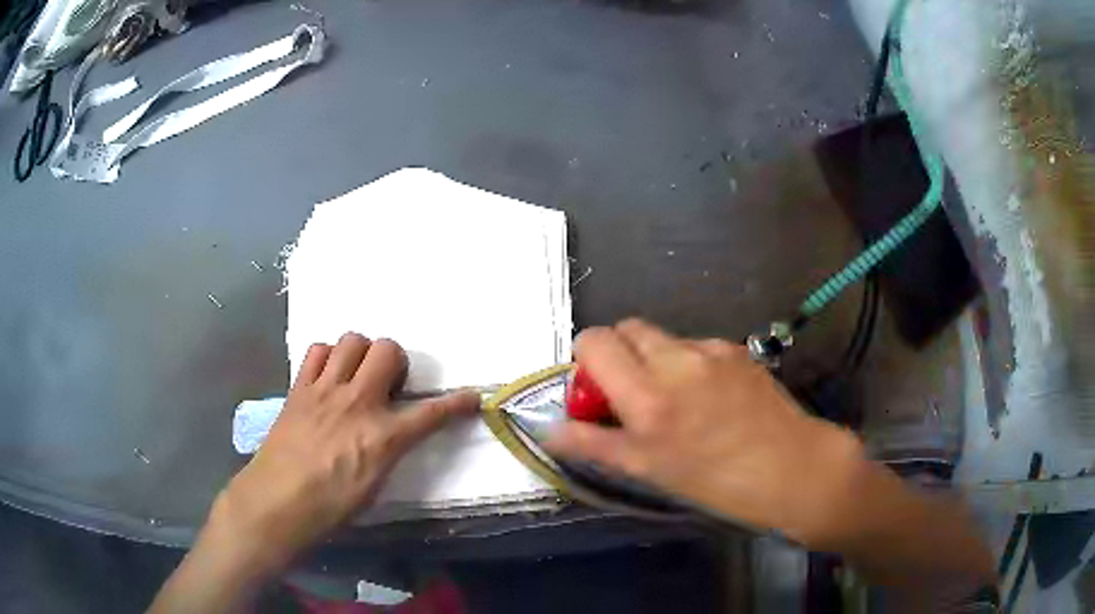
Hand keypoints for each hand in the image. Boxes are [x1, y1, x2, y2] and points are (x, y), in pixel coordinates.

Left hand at [210, 333, 479, 570]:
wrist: (278, 501)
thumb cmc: (331, 506)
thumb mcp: (374, 485)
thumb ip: (389, 451)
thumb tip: (393, 434)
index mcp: (383, 436)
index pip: (431, 413)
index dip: (457, 404)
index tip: (472, 396)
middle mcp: (357, 403)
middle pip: (387, 350)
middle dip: (395, 361)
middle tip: (387, 384)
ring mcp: (325, 390)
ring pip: (352, 340)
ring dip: (360, 354)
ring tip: (355, 375)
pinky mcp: (299, 388)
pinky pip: (317, 351)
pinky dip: (327, 357)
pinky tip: (327, 377)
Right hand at [544, 319, 865, 546]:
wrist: (793, 467)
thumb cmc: (717, 481)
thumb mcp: (649, 470)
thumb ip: (593, 443)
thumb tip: (548, 428)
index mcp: (648, 393)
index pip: (594, 341)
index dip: (586, 360)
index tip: (597, 393)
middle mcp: (677, 358)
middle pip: (627, 328)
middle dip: (619, 354)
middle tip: (633, 395)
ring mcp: (712, 349)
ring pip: (664, 338)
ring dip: (656, 360)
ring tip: (679, 402)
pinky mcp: (738, 350)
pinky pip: (698, 347)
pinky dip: (690, 364)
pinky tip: (712, 399)